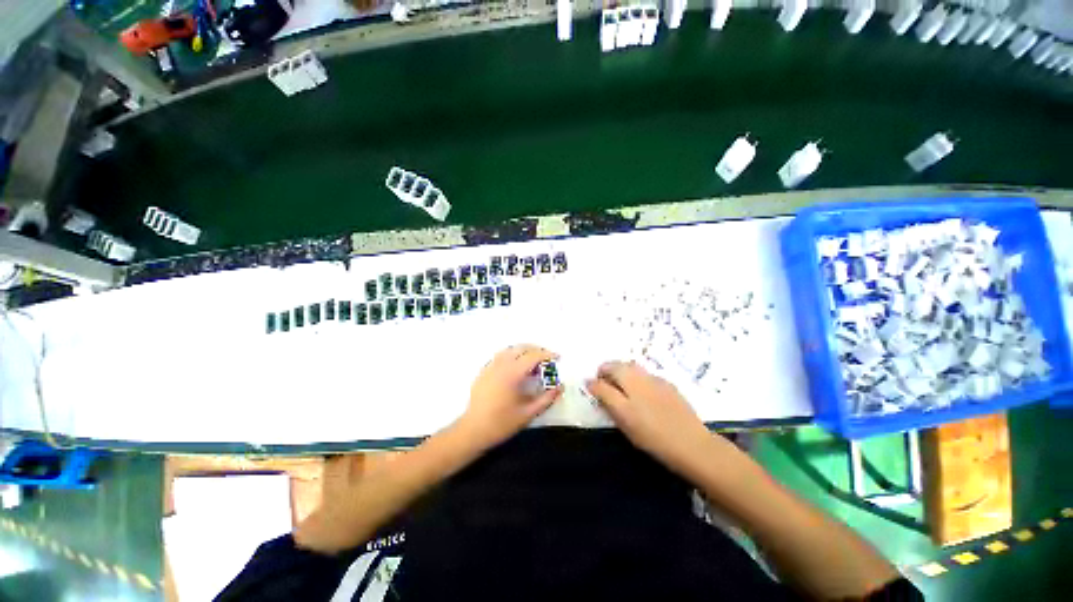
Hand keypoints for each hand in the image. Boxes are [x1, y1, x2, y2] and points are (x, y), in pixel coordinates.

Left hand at [460, 344, 562, 450]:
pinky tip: (516, 367)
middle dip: (537, 350)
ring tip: (533, 361)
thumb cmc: (501, 423)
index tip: (558, 357)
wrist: (472, 430)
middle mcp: (501, 365)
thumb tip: (560, 387)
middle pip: (522, 348)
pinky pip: (500, 356)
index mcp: (513, 373)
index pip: (533, 356)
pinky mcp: (484, 371)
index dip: (547, 354)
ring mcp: (490, 366)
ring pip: (510, 349)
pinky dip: (512, 355)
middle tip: (547, 358)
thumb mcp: (528, 413)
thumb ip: (546, 399)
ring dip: (524, 351)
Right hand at [586, 361, 714, 476]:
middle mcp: (641, 375)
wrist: (692, 444)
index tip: (594, 390)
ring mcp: (656, 379)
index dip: (596, 379)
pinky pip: (646, 376)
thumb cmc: (652, 435)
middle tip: (606, 389)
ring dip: (622, 373)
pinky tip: (642, 396)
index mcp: (628, 380)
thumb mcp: (623, 418)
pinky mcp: (669, 386)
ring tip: (622, 391)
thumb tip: (591, 382)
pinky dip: (637, 379)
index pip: (606, 370)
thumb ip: (605, 396)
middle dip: (609, 372)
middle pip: (619, 365)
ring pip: (633, 368)